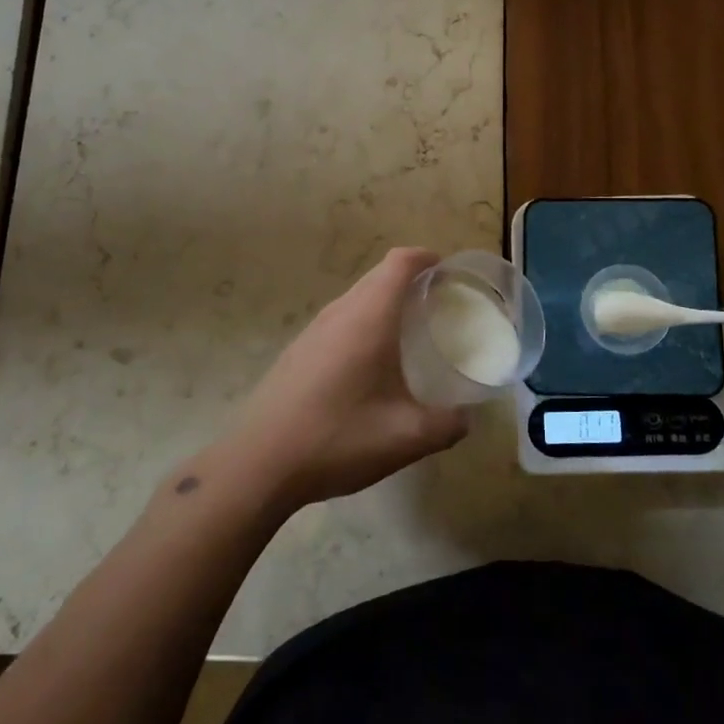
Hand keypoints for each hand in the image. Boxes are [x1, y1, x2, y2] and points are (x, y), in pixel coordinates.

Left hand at [224, 248, 469, 509]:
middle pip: (379, 275)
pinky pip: (340, 320)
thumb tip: (465, 419)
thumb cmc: (338, 438)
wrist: (258, 465)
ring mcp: (313, 331)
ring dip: (385, 302)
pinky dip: (363, 323)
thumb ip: (447, 425)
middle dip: (411, 280)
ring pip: (357, 297)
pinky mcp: (297, 352)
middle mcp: (340, 313)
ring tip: (410, 333)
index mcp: (368, 318)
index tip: (449, 274)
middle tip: (439, 305)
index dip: (427, 258)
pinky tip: (370, 365)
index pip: (400, 263)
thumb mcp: (406, 438)